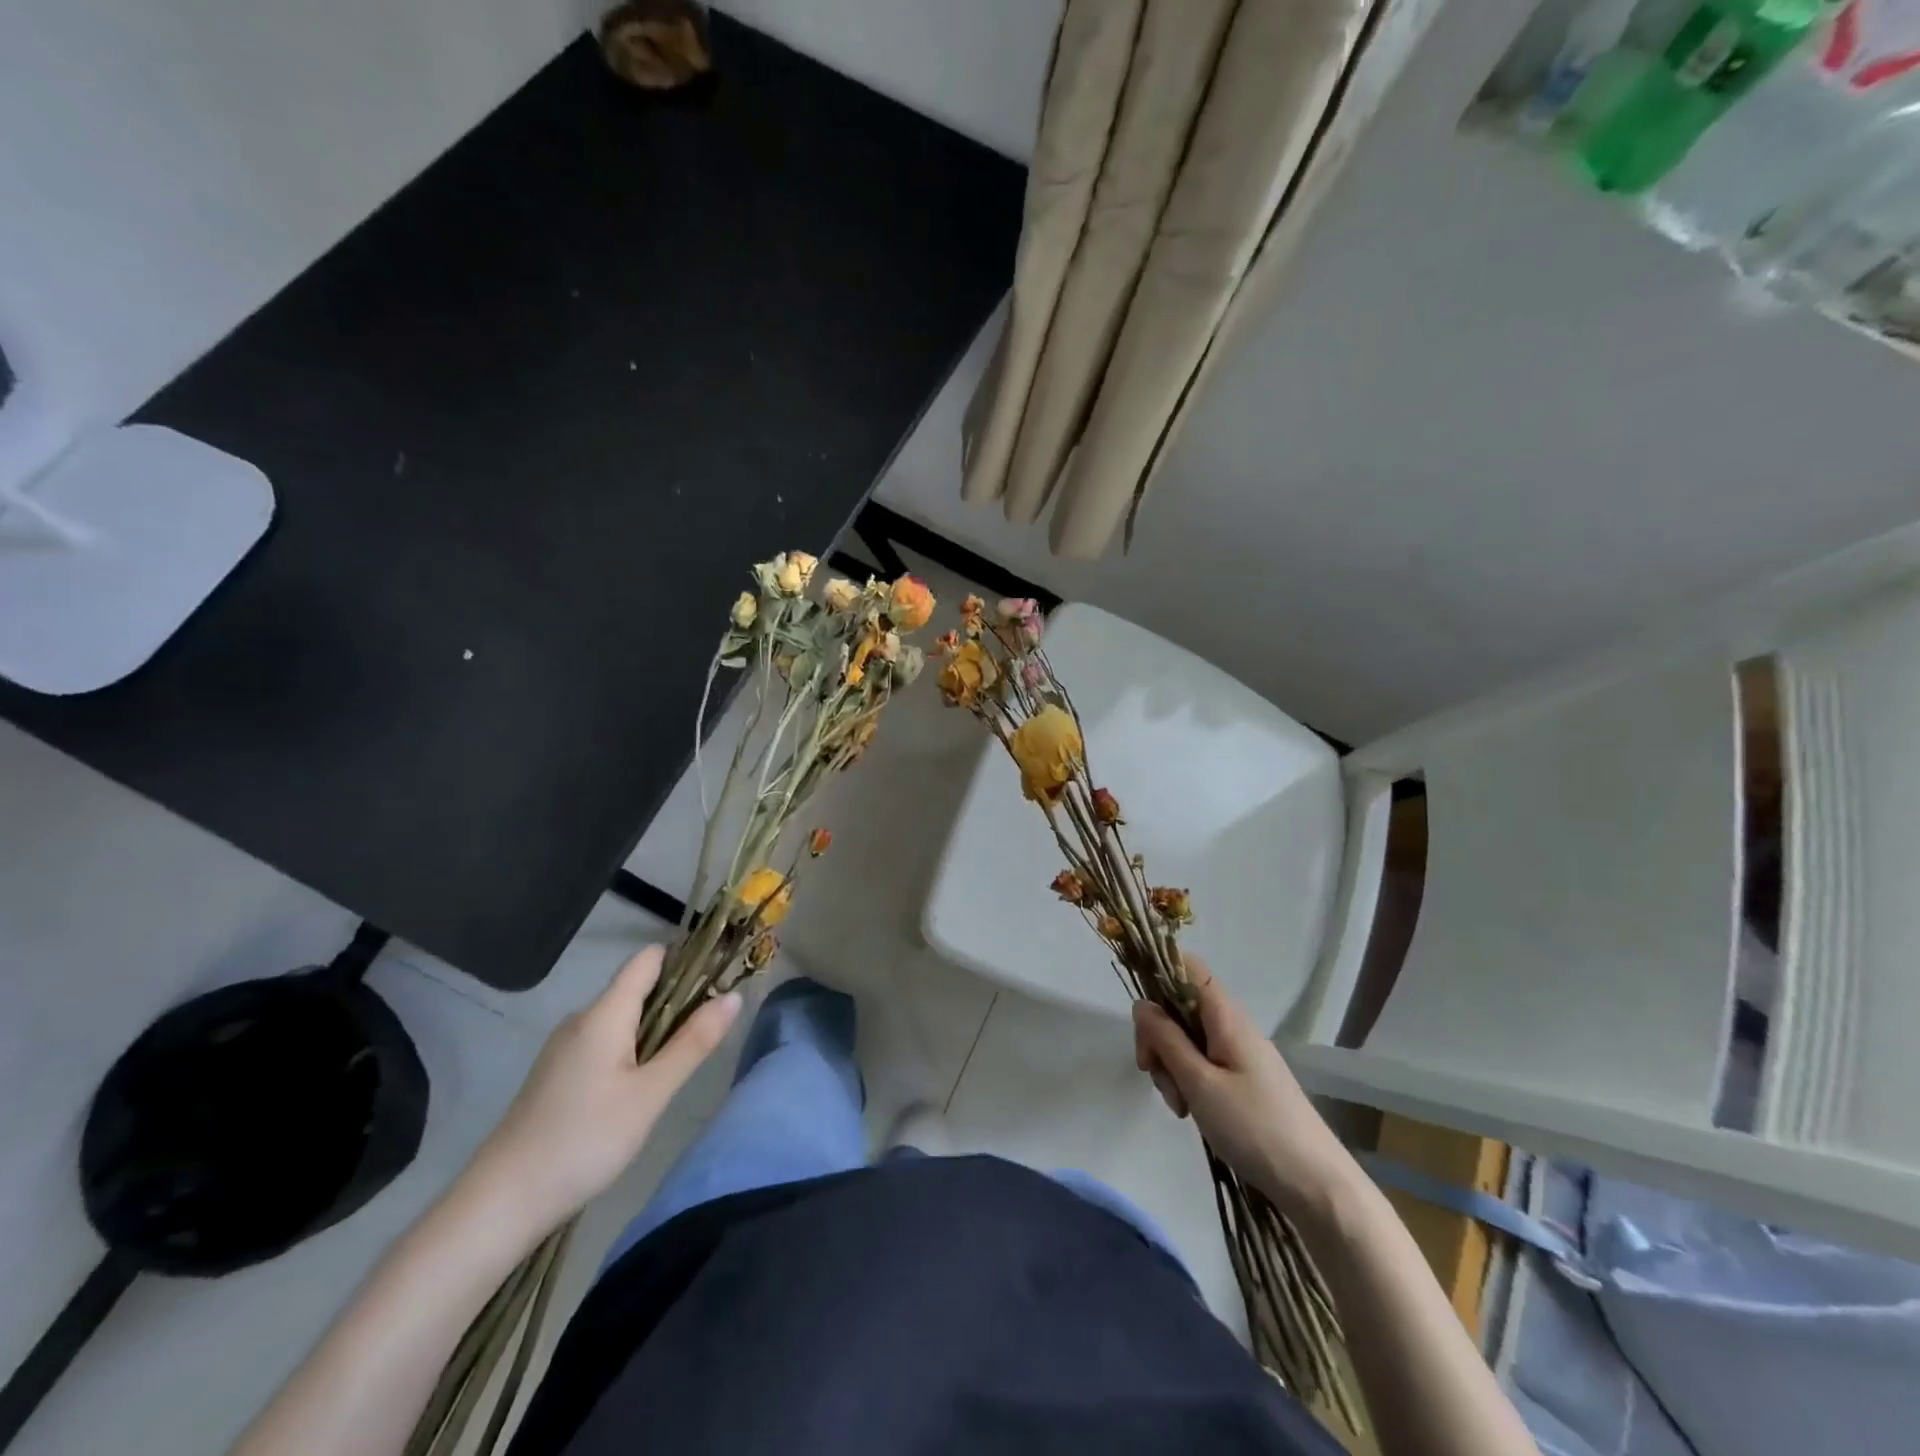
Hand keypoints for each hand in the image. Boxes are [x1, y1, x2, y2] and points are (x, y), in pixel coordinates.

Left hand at [467, 945, 741, 1238]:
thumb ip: (693, 1043)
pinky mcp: (557, 1074)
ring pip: (622, 1019)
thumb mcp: (650, 1094)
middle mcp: (582, 1019)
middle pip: (637, 988)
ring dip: (655, 1030)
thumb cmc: (583, 1141)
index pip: (649, 959)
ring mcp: (565, 1047)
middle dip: (677, 1001)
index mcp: (604, 1013)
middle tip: (710, 1033)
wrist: (499, 1205)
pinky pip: (605, 1043)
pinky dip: (631, 1051)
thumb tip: (734, 996)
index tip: (720, 979)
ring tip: (680, 1065)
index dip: (686, 960)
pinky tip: (640, 1089)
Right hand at [1133, 959, 1356, 1225]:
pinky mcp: (1246, 1081)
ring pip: (1190, 1040)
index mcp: (1226, 1017)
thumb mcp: (1199, 1082)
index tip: (1143, 1020)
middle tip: (1154, 1075)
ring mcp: (1242, 1055)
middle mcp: (1234, 1027)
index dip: (1159, 978)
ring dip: (1172, 1066)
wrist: (1319, 1187)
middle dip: (1159, 1037)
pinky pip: (1205, 1065)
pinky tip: (1192, 1112)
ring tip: (1180, 1106)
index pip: (1187, 967)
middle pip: (1181, 1007)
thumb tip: (1142, 1004)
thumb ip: (1166, 1039)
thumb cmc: (1255, 1128)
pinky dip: (1190, 1083)